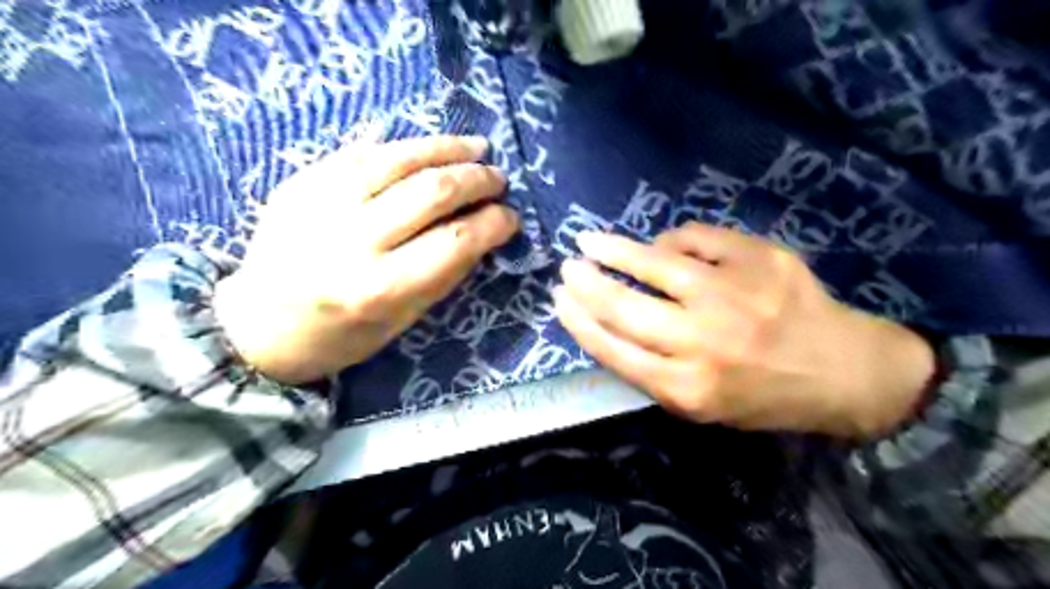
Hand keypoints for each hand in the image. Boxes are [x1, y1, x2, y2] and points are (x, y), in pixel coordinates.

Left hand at [214, 135, 517, 382]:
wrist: (256, 326)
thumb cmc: (340, 337)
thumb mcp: (402, 321)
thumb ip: (443, 275)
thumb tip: (481, 233)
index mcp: (379, 288)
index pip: (454, 241)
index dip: (492, 223)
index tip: (511, 217)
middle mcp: (351, 240)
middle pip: (431, 192)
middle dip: (477, 179)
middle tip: (499, 178)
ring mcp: (321, 203)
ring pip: (398, 159)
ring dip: (446, 148)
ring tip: (476, 147)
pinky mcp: (301, 182)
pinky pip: (361, 151)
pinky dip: (404, 145)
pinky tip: (429, 146)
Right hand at [558, 222, 935, 437]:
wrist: (843, 371)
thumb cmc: (763, 396)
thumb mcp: (701, 407)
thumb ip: (653, 372)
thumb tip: (611, 322)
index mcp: (688, 387)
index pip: (613, 349)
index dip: (579, 321)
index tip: (559, 301)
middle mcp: (705, 341)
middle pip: (624, 306)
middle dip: (586, 284)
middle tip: (567, 268)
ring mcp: (733, 294)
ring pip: (655, 263)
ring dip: (614, 250)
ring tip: (590, 240)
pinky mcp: (758, 259)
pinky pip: (696, 239)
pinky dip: (672, 241)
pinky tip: (662, 245)